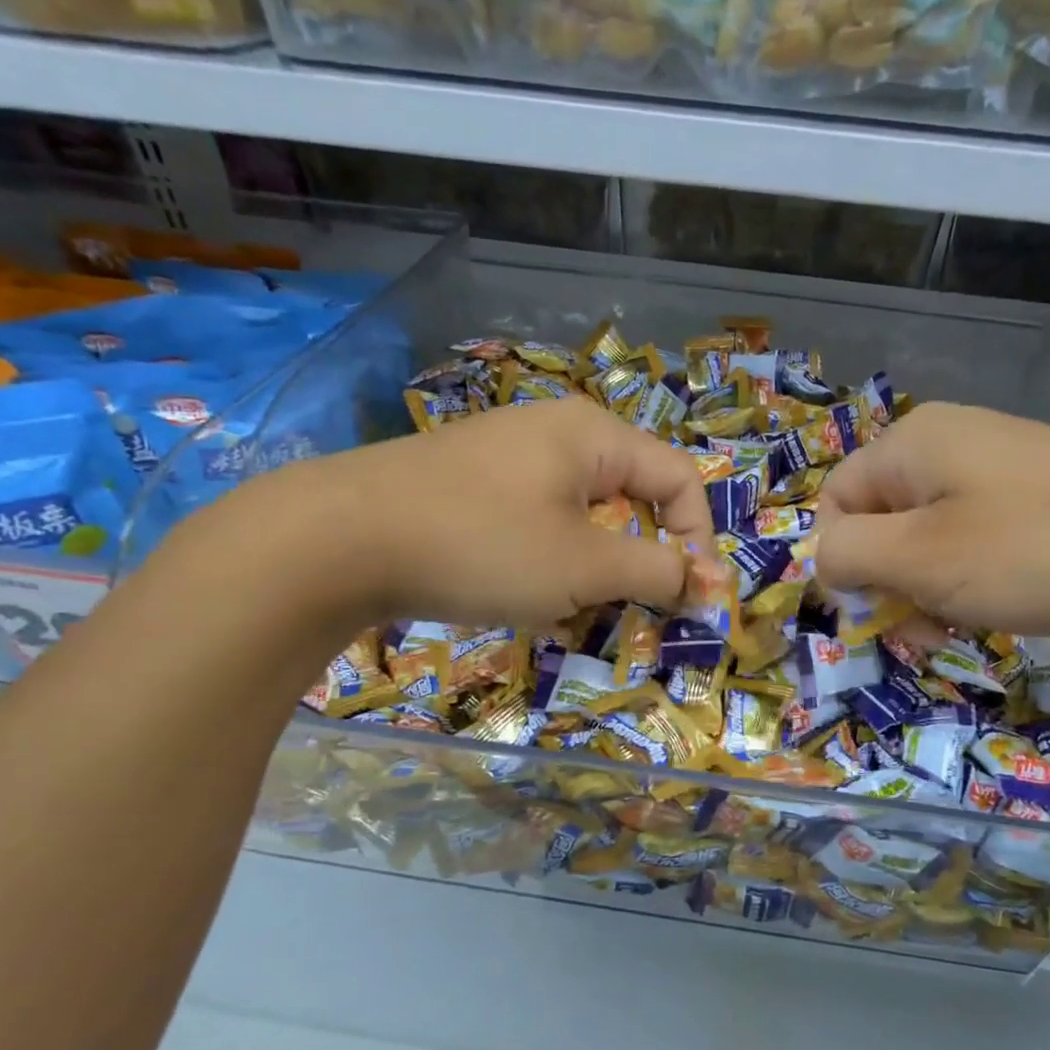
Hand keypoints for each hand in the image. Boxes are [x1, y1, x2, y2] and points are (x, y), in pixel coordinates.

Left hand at [237, 397, 713, 628]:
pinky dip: (547, 566)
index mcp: (593, 435)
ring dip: (592, 572)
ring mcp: (507, 460)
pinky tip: (522, 600)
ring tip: (568, 613)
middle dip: (640, 563)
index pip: (679, 480)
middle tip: (630, 614)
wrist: (335, 540)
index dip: (698, 540)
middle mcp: (555, 435)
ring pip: (582, 520)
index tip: (692, 600)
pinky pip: (537, 526)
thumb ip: (658, 572)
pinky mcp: (470, 489)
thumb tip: (714, 584)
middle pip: (631, 499)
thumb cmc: (482, 543)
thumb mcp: (584, 564)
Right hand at [814, 401, 1049, 638]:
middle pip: (880, 520)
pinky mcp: (1036, 492)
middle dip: (889, 583)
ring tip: (966, 624)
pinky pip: (973, 537)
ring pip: (926, 536)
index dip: (843, 563)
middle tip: (925, 630)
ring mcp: (996, 465)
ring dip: (929, 588)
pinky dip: (972, 578)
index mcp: (910, 444)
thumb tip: (824, 560)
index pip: (834, 503)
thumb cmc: (1040, 550)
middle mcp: (947, 443)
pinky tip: (1004, 604)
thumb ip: (851, 557)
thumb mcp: (924, 559)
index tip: (880, 612)